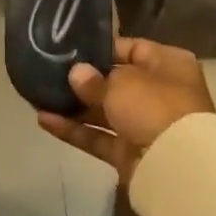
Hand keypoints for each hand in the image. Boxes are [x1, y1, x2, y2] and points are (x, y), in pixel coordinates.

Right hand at [37, 37, 215, 184]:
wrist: (176, 166)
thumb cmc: (154, 105)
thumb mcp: (122, 82)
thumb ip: (94, 79)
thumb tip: (77, 74)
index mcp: (168, 65)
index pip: (133, 48)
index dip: (102, 49)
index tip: (71, 48)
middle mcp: (159, 93)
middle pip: (117, 82)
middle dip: (84, 80)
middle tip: (49, 71)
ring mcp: (144, 125)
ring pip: (104, 112)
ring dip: (74, 106)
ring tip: (39, 96)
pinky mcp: (129, 154)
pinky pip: (98, 137)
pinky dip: (74, 130)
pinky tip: (44, 120)